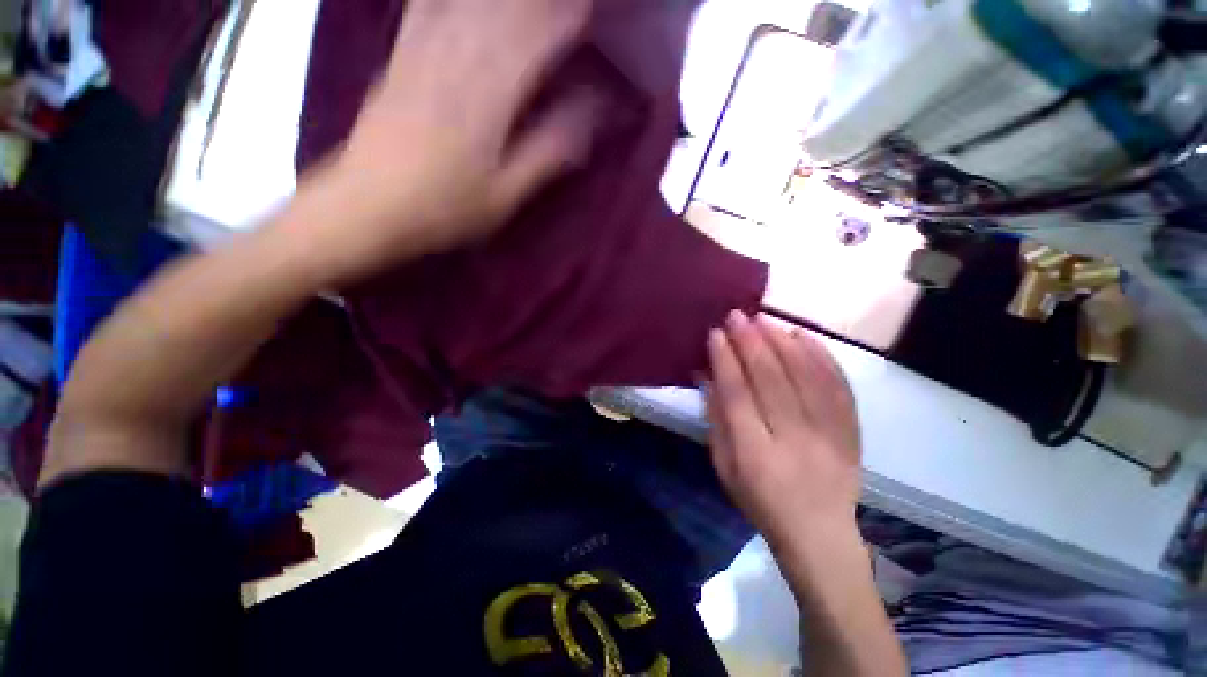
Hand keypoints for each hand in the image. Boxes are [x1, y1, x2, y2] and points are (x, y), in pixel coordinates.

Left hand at [301, 0, 598, 282]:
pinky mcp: (400, 55)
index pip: (536, 38)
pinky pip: (426, 5)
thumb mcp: (506, 194)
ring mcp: (422, 51)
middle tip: (568, 5)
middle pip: (506, 8)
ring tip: (529, 2)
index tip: (590, 12)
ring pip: (471, 0)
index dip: (566, 18)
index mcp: (489, 95)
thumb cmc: (445, 208)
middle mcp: (456, 58)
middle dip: (542, 2)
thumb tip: (590, 116)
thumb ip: (548, 152)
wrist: (368, 205)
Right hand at [707, 311, 861, 549]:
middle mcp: (793, 439)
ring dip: (782, 342)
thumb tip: (706, 374)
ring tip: (764, 319)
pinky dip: (821, 356)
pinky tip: (803, 336)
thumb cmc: (759, 500)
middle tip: (738, 315)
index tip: (716, 333)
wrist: (819, 533)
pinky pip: (838, 386)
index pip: (737, 395)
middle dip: (751, 342)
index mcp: (754, 453)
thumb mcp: (723, 466)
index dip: (725, 360)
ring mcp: (828, 435)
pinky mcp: (851, 432)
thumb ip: (715, 419)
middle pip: (771, 380)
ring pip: (805, 377)